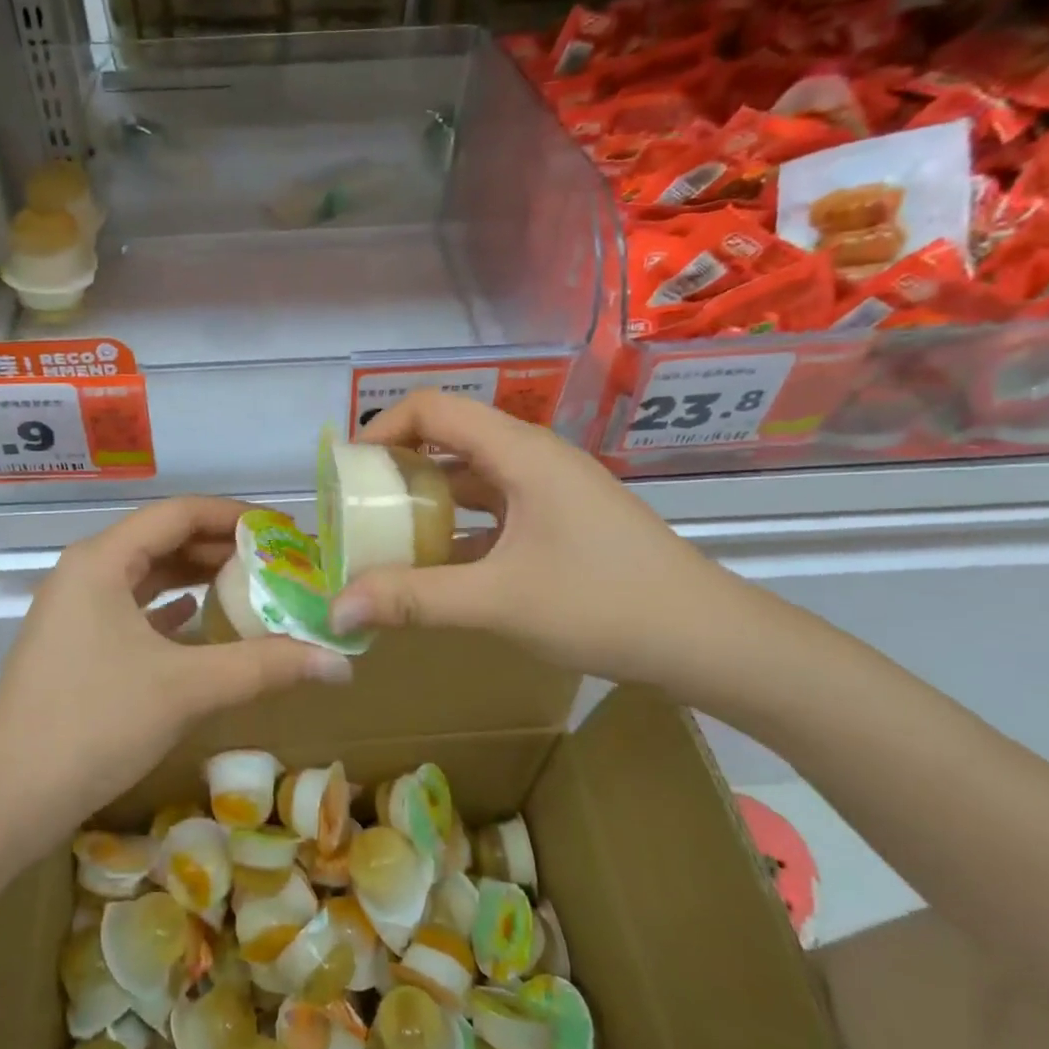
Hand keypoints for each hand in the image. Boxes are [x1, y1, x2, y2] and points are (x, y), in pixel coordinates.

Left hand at [0, 498, 352, 825]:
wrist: (6, 798)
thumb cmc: (94, 724)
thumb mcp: (185, 688)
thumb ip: (264, 666)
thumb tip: (340, 663)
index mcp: (102, 560)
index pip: (178, 513)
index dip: (234, 517)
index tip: (284, 531)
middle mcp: (86, 571)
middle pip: (163, 540)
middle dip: (221, 548)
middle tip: (279, 562)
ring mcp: (76, 609)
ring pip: (147, 575)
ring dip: (196, 576)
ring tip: (253, 584)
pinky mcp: (76, 643)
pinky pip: (133, 608)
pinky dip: (170, 607)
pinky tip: (200, 618)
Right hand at [329, 392, 745, 690]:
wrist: (711, 640)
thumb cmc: (605, 604)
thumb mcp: (499, 602)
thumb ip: (414, 600)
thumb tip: (337, 611)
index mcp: (519, 452)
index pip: (433, 408)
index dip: (382, 428)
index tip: (348, 472)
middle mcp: (532, 458)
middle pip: (449, 439)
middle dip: (397, 469)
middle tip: (359, 510)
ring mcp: (550, 490)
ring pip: (471, 478)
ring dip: (427, 503)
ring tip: (386, 539)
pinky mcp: (560, 521)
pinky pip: (494, 510)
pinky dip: (459, 529)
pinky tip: (437, 569)